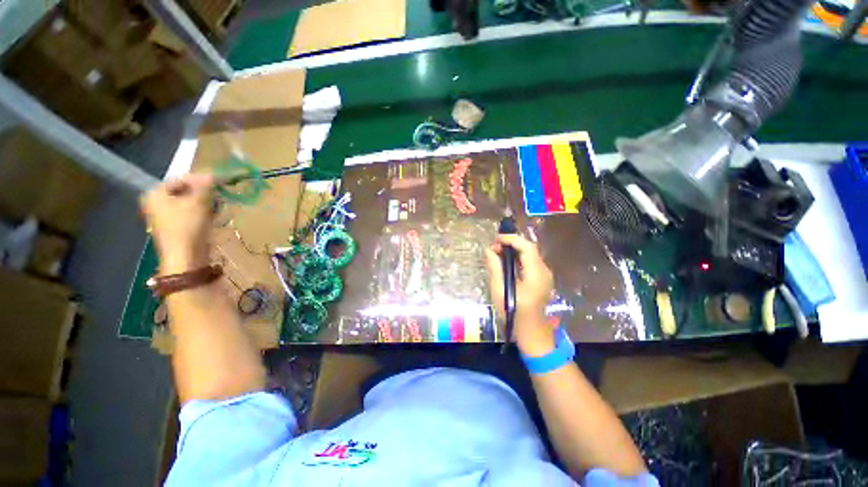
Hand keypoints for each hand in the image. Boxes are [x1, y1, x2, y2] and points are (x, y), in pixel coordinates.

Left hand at [140, 174, 214, 274]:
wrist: (186, 257)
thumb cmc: (187, 227)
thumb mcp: (198, 202)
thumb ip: (205, 186)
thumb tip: (213, 174)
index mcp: (156, 193)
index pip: (181, 179)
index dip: (201, 179)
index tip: (220, 182)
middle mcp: (157, 202)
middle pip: (186, 191)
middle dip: (204, 193)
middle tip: (220, 196)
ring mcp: (166, 216)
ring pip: (191, 202)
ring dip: (206, 204)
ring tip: (218, 209)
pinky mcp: (177, 227)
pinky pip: (192, 213)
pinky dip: (204, 213)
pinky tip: (214, 218)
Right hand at [485, 234, 555, 355]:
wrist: (532, 332)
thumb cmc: (514, 313)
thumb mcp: (500, 290)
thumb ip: (495, 267)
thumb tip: (489, 250)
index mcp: (536, 273)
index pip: (526, 246)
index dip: (511, 239)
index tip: (495, 239)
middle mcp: (544, 271)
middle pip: (529, 248)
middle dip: (511, 243)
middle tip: (494, 247)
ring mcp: (545, 275)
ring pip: (530, 254)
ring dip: (514, 250)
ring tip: (497, 252)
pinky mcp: (542, 279)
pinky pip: (530, 262)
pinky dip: (518, 257)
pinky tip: (506, 262)